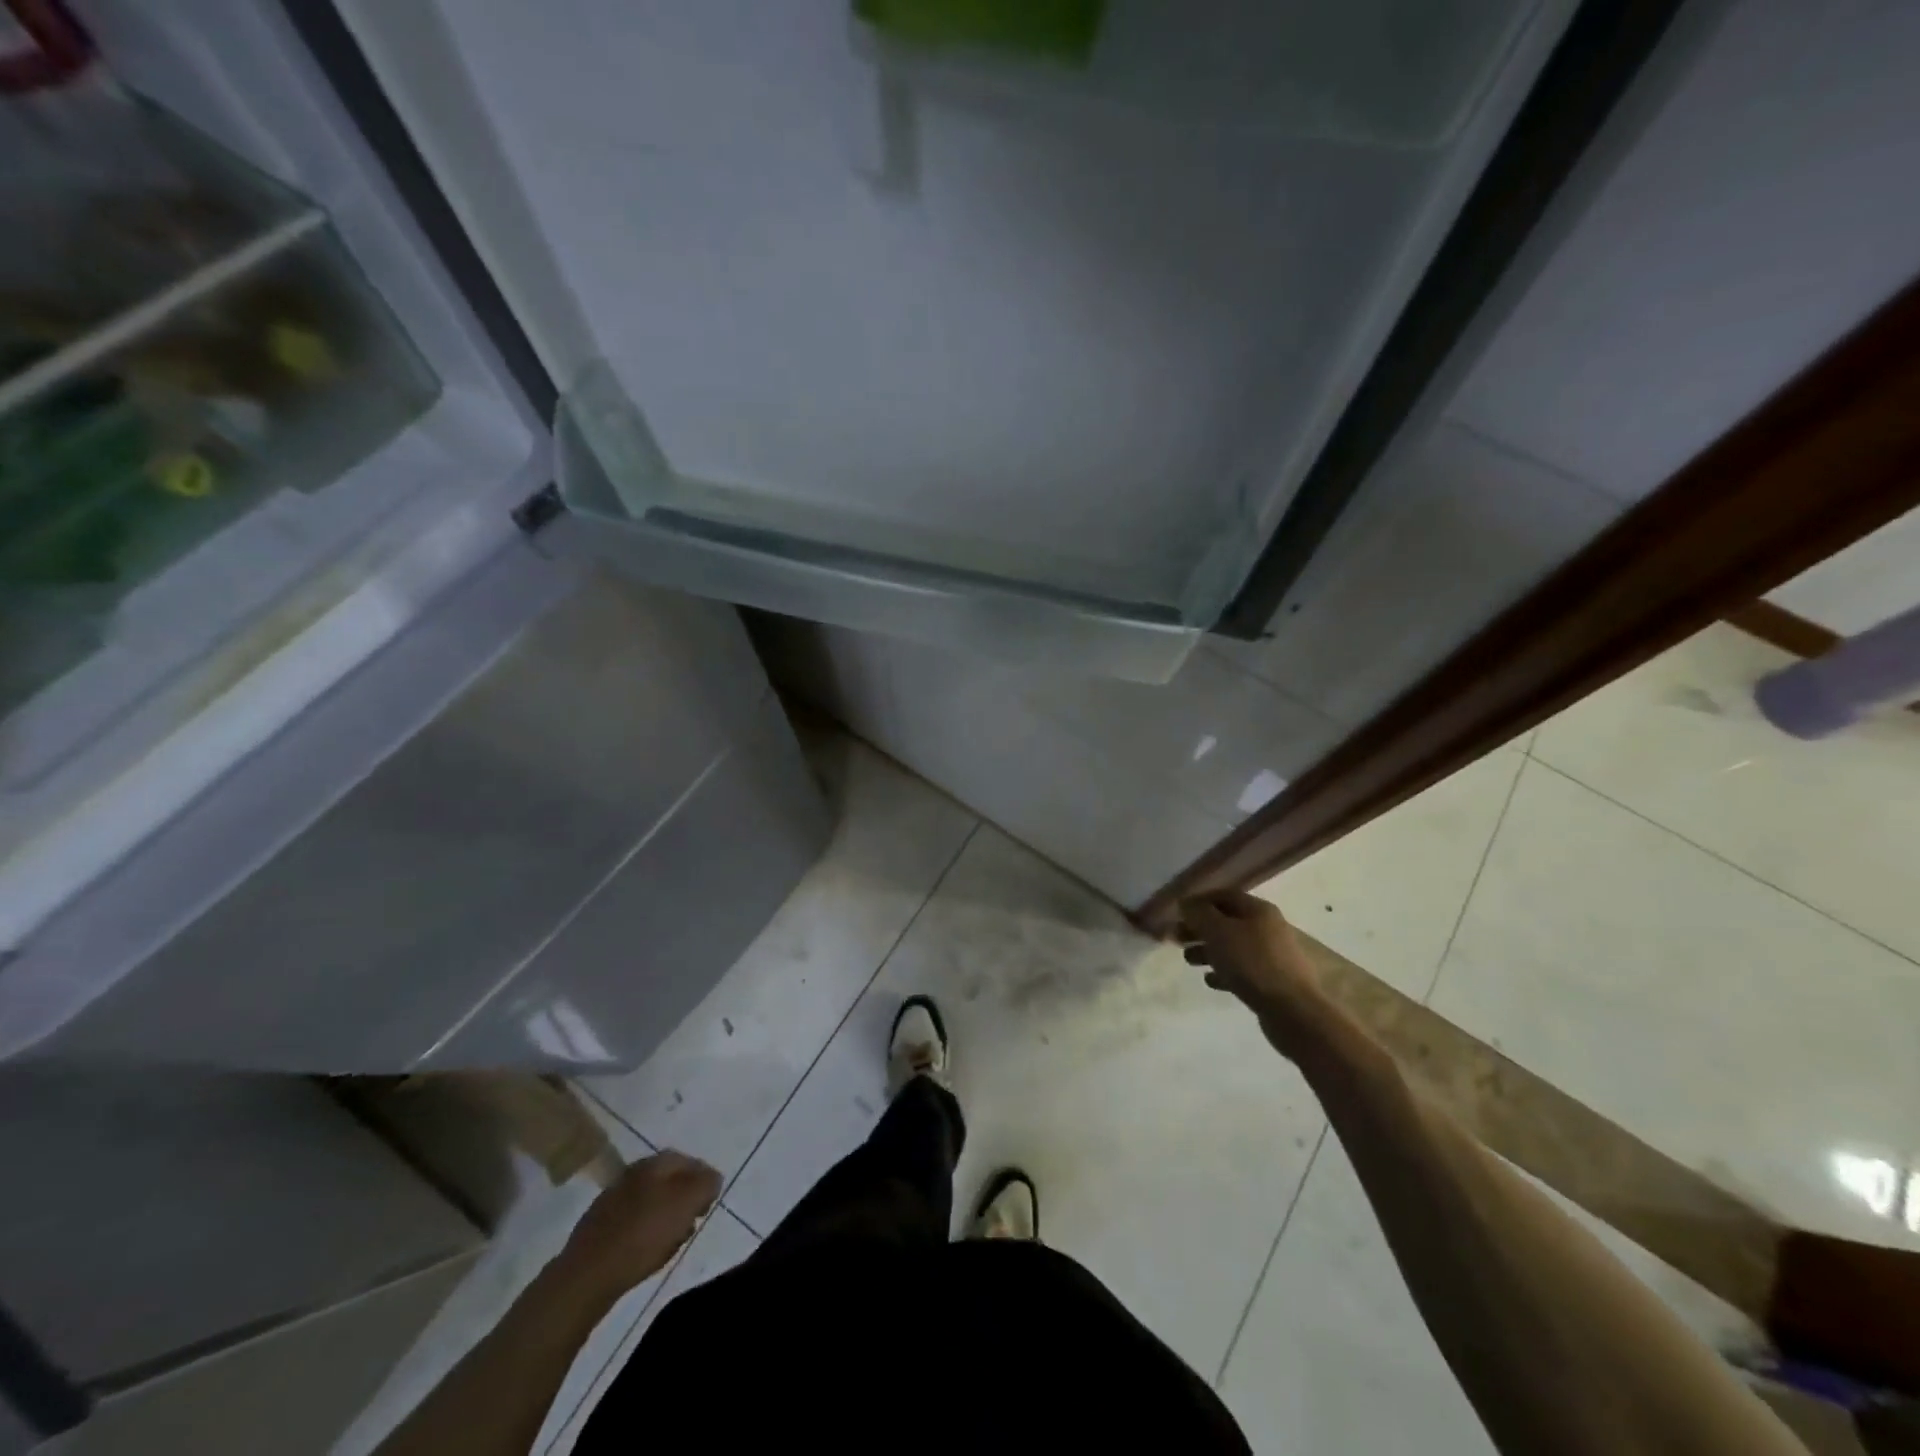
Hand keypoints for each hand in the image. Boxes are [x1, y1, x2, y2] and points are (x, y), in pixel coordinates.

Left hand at [557, 1150, 720, 1296]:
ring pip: (651, 1201)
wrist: (585, 1276)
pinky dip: (646, 1230)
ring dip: (666, 1215)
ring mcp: (612, 1199)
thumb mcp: (686, 1204)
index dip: (704, 1179)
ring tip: (674, 1239)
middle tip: (695, 1219)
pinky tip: (648, 1250)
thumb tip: (712, 1177)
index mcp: (654, 1163)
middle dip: (685, 1197)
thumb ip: (705, 1184)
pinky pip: (633, 1221)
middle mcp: (632, 1173)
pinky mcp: (599, 1227)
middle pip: (669, 1180)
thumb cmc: (642, 1235)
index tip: (711, 1202)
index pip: (689, 1160)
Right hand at [1178, 891, 1328, 1059]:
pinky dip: (1224, 972)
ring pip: (1232, 946)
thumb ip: (1198, 914)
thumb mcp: (1218, 932)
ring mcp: (1272, 955)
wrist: (1293, 1011)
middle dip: (1200, 928)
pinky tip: (1210, 981)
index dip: (1198, 901)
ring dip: (1208, 950)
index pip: (1223, 895)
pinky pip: (1242, 970)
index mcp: (1258, 910)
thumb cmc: (1252, 964)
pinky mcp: (1272, 981)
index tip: (1176, 913)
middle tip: (1176, 938)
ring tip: (1189, 961)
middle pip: (1226, 921)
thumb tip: (1186, 903)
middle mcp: (1267, 927)